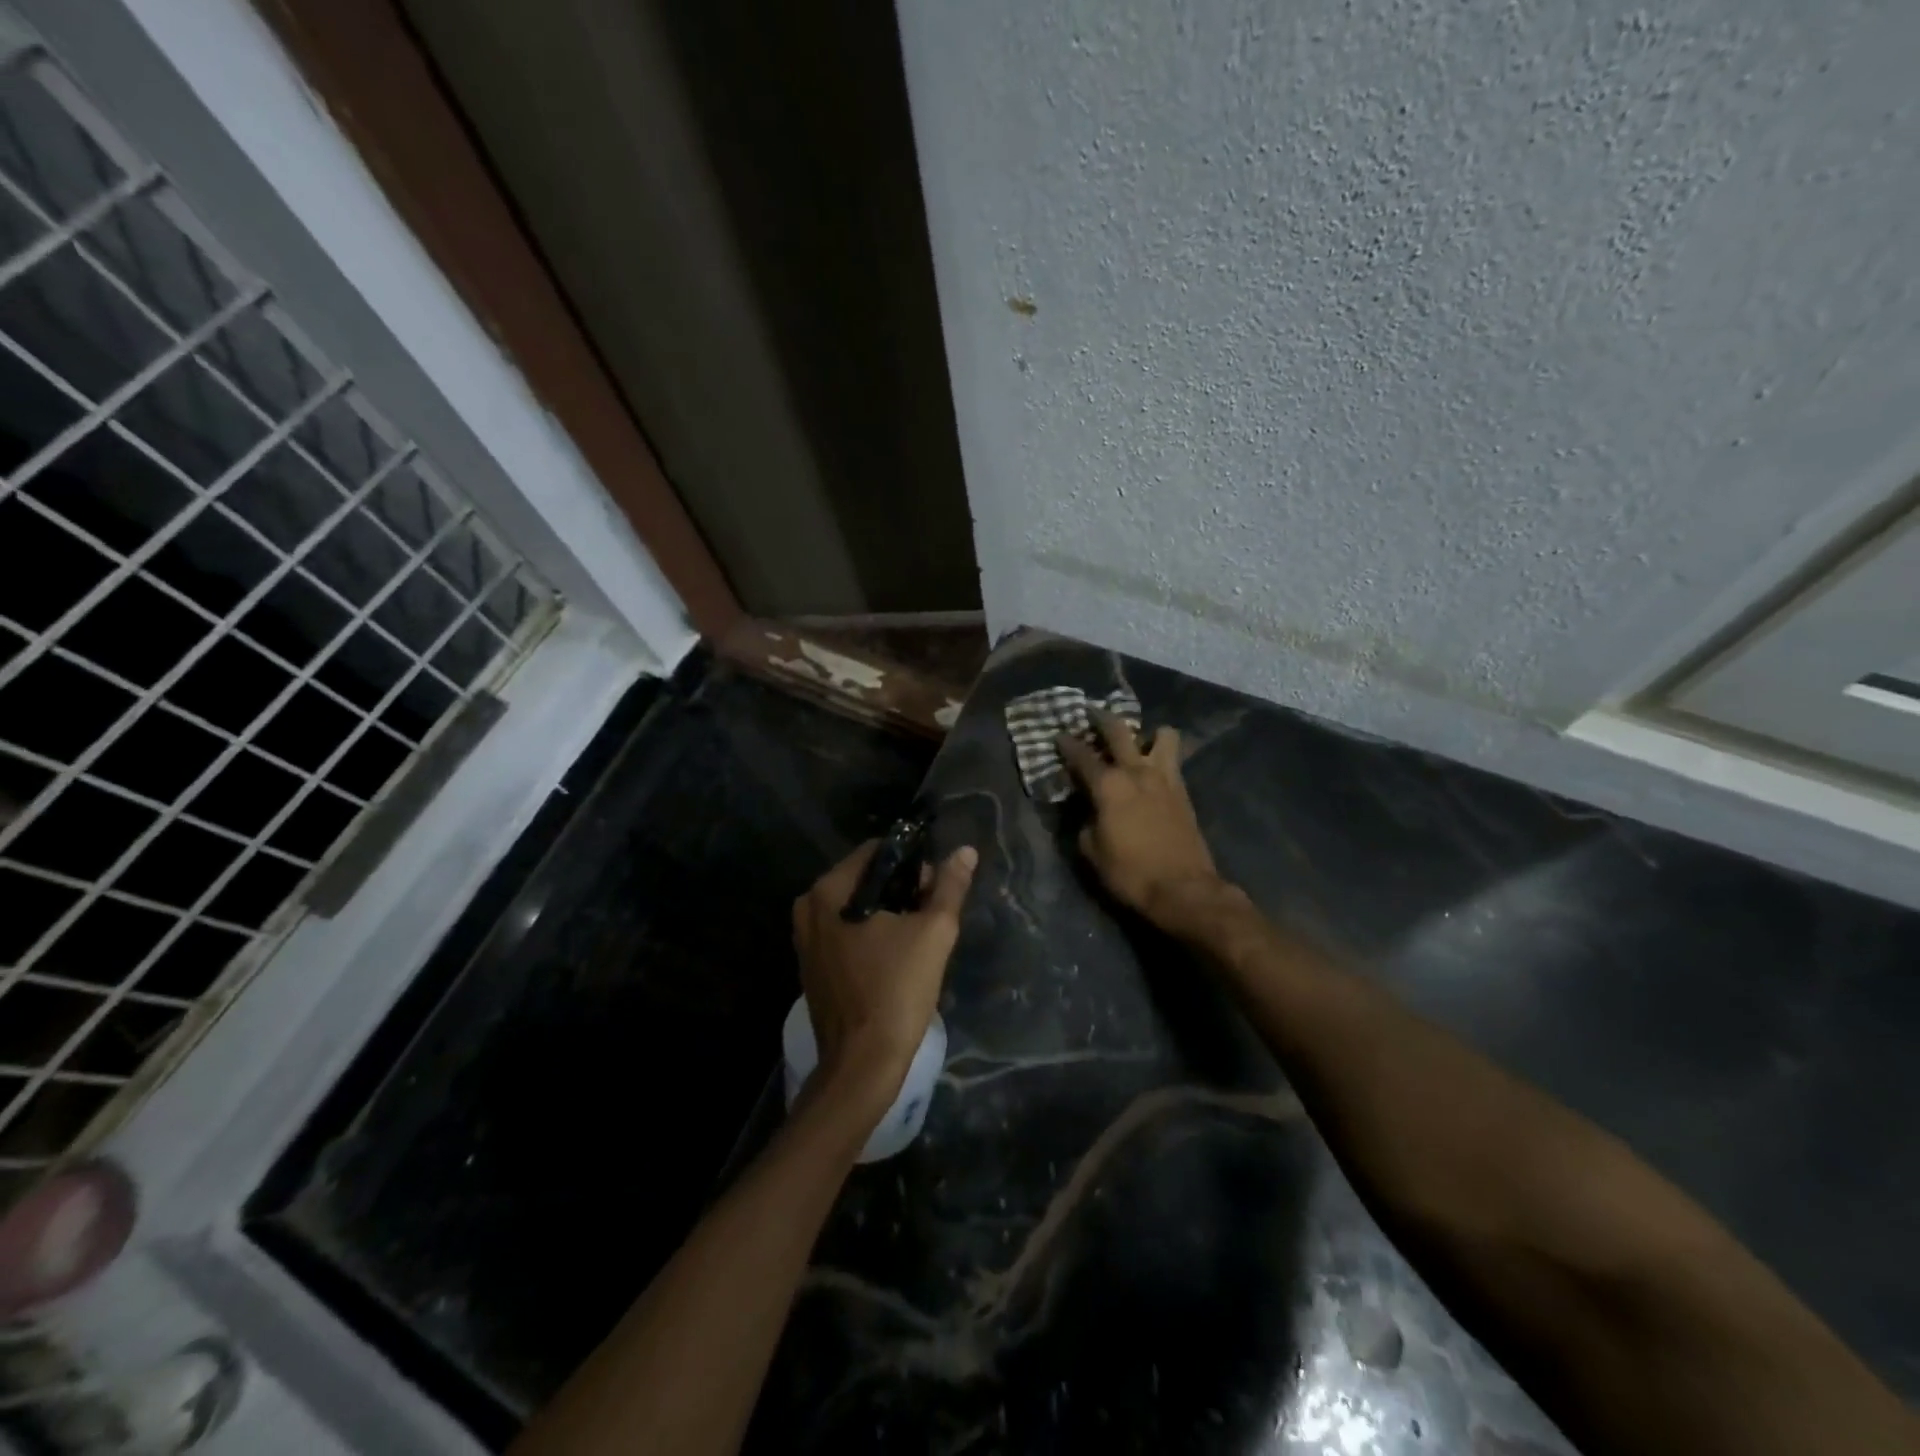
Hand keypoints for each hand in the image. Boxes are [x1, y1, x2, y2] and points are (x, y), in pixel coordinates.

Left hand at [792, 840, 978, 1110]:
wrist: (862, 1065)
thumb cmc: (897, 991)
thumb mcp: (934, 932)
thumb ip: (949, 886)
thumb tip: (965, 851)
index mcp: (828, 891)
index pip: (876, 852)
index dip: (912, 862)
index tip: (935, 887)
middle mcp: (808, 908)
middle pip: (865, 878)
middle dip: (902, 888)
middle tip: (932, 913)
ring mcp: (806, 939)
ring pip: (856, 906)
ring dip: (889, 912)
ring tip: (919, 935)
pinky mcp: (812, 966)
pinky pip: (845, 931)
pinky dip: (871, 934)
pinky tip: (896, 956)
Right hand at [1058, 710, 1220, 924]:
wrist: (1183, 889)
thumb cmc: (1130, 872)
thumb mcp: (1092, 851)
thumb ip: (1085, 821)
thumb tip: (1088, 809)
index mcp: (1108, 785)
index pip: (1081, 755)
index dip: (1066, 744)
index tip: (1058, 735)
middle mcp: (1137, 771)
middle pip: (1119, 731)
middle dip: (1102, 719)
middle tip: (1092, 713)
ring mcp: (1165, 778)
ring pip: (1162, 735)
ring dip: (1148, 734)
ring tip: (1138, 743)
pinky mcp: (1183, 791)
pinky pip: (1173, 760)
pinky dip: (1162, 756)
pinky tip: (1153, 768)